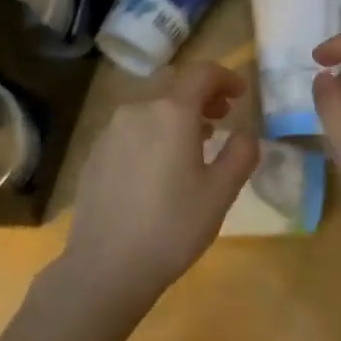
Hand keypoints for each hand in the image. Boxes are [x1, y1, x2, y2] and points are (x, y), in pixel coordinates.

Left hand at [62, 62, 258, 305]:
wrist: (106, 266)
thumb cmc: (172, 227)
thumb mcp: (220, 193)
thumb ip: (240, 154)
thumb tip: (245, 133)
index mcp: (171, 113)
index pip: (202, 74)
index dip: (226, 77)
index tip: (240, 94)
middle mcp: (137, 111)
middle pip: (174, 88)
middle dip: (202, 97)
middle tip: (223, 118)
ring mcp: (110, 132)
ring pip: (151, 110)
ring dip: (177, 116)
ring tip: (195, 143)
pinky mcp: (95, 154)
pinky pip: (131, 131)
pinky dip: (153, 134)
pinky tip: (160, 167)